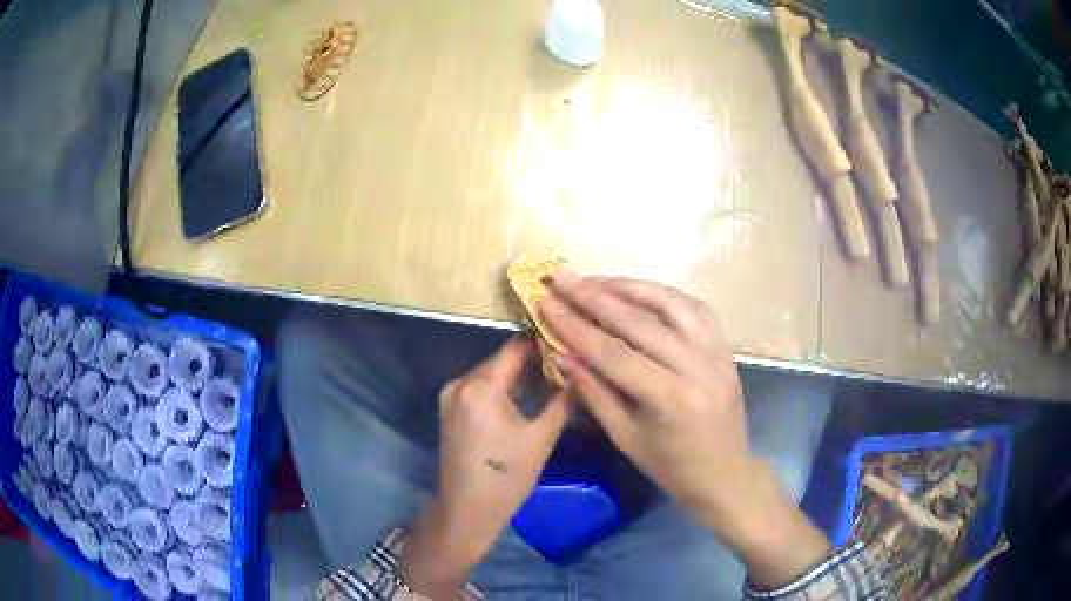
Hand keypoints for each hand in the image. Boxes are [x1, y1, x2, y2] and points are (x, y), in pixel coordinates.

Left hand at [400, 338, 567, 597]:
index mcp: (481, 386)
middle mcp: (460, 382)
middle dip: (533, 361)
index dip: (543, 343)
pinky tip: (526, 397)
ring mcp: (451, 396)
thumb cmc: (506, 477)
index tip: (569, 343)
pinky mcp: (450, 409)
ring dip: (519, 376)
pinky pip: (481, 388)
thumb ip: (560, 399)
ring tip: (553, 379)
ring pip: (492, 373)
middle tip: (566, 364)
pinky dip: (503, 389)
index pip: (515, 347)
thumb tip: (577, 372)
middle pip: (502, 359)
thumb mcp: (541, 438)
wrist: (466, 510)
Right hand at [539, 273, 748, 522]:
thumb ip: (594, 392)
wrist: (725, 473)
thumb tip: (560, 353)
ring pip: (670, 302)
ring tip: (595, 280)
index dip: (574, 326)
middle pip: (639, 320)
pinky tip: (639, 293)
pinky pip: (694, 307)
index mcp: (670, 398)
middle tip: (560, 277)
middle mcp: (697, 365)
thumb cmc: (671, 466)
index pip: (613, 352)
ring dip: (629, 286)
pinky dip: (663, 295)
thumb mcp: (625, 438)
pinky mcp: (725, 346)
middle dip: (593, 296)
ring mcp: (716, 351)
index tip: (545, 303)